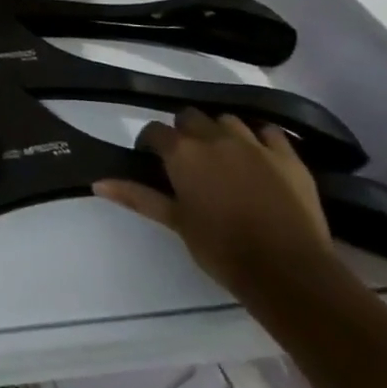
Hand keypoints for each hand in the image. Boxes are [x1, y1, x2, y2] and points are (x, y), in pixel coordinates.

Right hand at [94, 108, 333, 299]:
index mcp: (183, 152)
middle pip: (190, 117)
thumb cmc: (222, 248)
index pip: (154, 130)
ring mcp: (255, 144)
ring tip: (222, 155)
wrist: (289, 271)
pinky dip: (259, 137)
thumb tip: (97, 183)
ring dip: (220, 131)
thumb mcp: (175, 222)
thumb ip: (137, 196)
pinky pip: (269, 132)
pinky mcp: (288, 157)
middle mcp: (215, 137)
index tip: (152, 161)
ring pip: (228, 120)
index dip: (150, 143)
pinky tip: (258, 154)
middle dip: (184, 132)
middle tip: (188, 160)